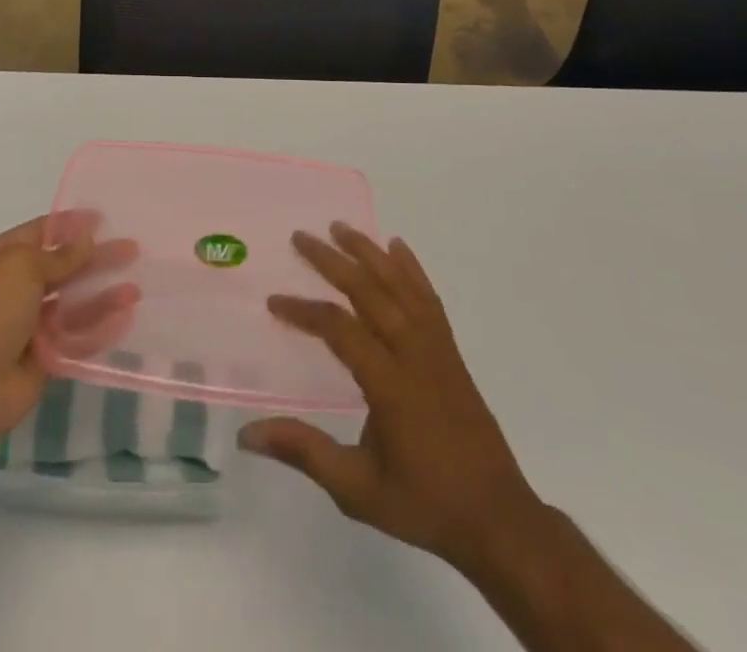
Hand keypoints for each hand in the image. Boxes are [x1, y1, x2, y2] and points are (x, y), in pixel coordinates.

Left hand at [0, 215, 132, 454]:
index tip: (104, 218)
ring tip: (136, 290)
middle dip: (95, 258)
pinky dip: (99, 327)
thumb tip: (86, 238)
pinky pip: (75, 336)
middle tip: (132, 249)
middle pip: (63, 267)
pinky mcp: (43, 356)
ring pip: (72, 303)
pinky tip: (125, 319)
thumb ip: (60, 256)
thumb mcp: (23, 269)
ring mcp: (29, 324)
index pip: (41, 232)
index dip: (70, 225)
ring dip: (102, 295)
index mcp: (1, 258)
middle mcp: (15, 287)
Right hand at [239, 223, 539, 572]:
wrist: (498, 520)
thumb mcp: (357, 488)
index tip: (274, 301)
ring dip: (369, 252)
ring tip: (341, 227)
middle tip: (301, 237)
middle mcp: (414, 354)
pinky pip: (429, 298)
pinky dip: (412, 269)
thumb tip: (247, 433)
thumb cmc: (424, 504)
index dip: (304, 310)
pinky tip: (398, 247)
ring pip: (400, 285)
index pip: (340, 328)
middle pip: (370, 291)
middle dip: (332, 261)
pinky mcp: (451, 352)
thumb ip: (304, 452)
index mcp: (390, 383)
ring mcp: (437, 349)